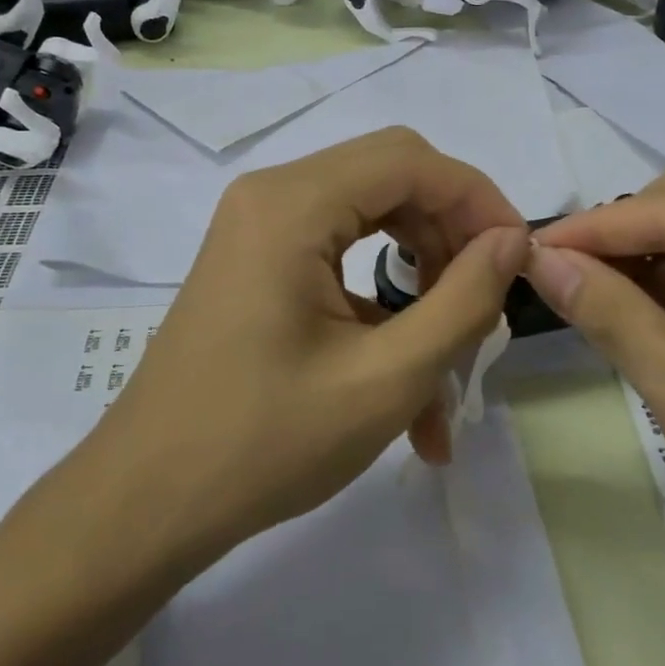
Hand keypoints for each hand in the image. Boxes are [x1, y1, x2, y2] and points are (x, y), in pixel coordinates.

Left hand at [90, 127, 528, 561]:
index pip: (411, 161)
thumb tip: (513, 240)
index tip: (519, 259)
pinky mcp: (256, 263)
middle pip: (391, 177)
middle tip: (486, 302)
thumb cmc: (263, 444)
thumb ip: (462, 301)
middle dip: (451, 234)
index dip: (478, 200)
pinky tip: (407, 377)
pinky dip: (382, 301)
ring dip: (422, 274)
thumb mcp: (385, 379)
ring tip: (451, 356)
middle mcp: (271, 196)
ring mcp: (258, 227)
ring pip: (371, 215)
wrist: (145, 503)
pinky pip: (339, 253)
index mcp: (292, 205)